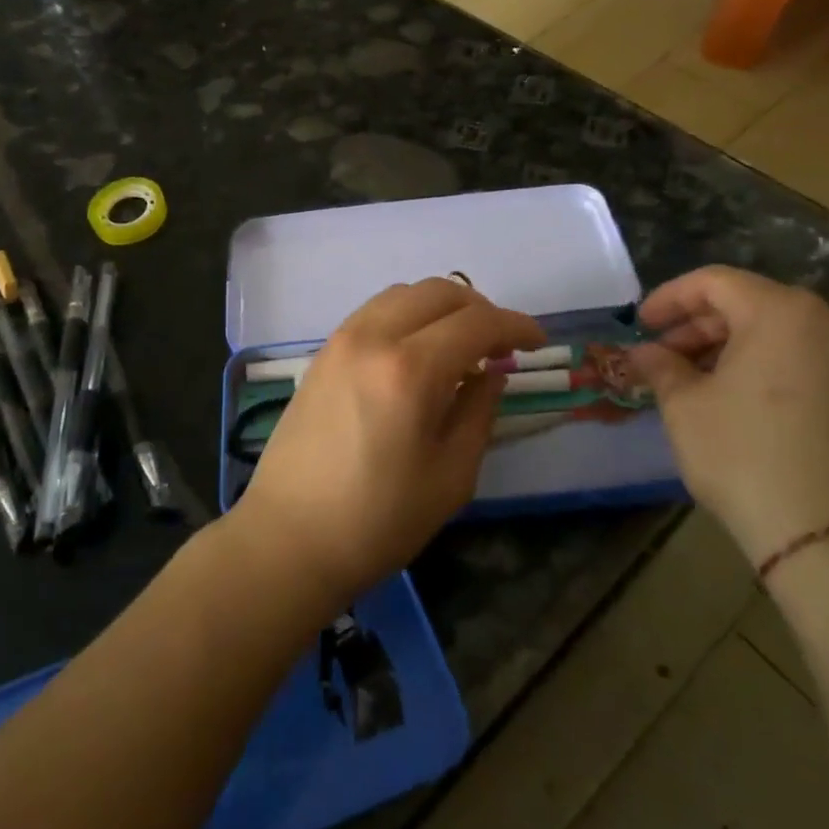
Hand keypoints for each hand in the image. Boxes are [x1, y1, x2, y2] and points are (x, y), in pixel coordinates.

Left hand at [233, 278, 545, 604]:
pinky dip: (407, 315)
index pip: (477, 322)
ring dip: (442, 307)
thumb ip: (479, 410)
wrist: (290, 536)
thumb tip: (493, 369)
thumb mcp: (451, 475)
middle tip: (501, 344)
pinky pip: (375, 311)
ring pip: (404, 293)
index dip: (516, 325)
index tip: (538, 343)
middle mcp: (373, 337)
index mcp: (410, 369)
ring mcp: (342, 339)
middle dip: (481, 309)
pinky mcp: (323, 352)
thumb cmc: (379, 520)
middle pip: (439, 291)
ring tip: (461, 344)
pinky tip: (418, 350)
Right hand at [625, 266, 828, 567]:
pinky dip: (761, 368)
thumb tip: (645, 354)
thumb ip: (661, 368)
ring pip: (776, 334)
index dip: (669, 299)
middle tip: (661, 357)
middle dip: (697, 326)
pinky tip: (732, 402)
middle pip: (748, 304)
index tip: (640, 325)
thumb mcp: (686, 407)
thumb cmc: (747, 455)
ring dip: (727, 348)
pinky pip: (801, 361)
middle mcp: (826, 323)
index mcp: (780, 311)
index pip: (713, 282)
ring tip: (690, 382)